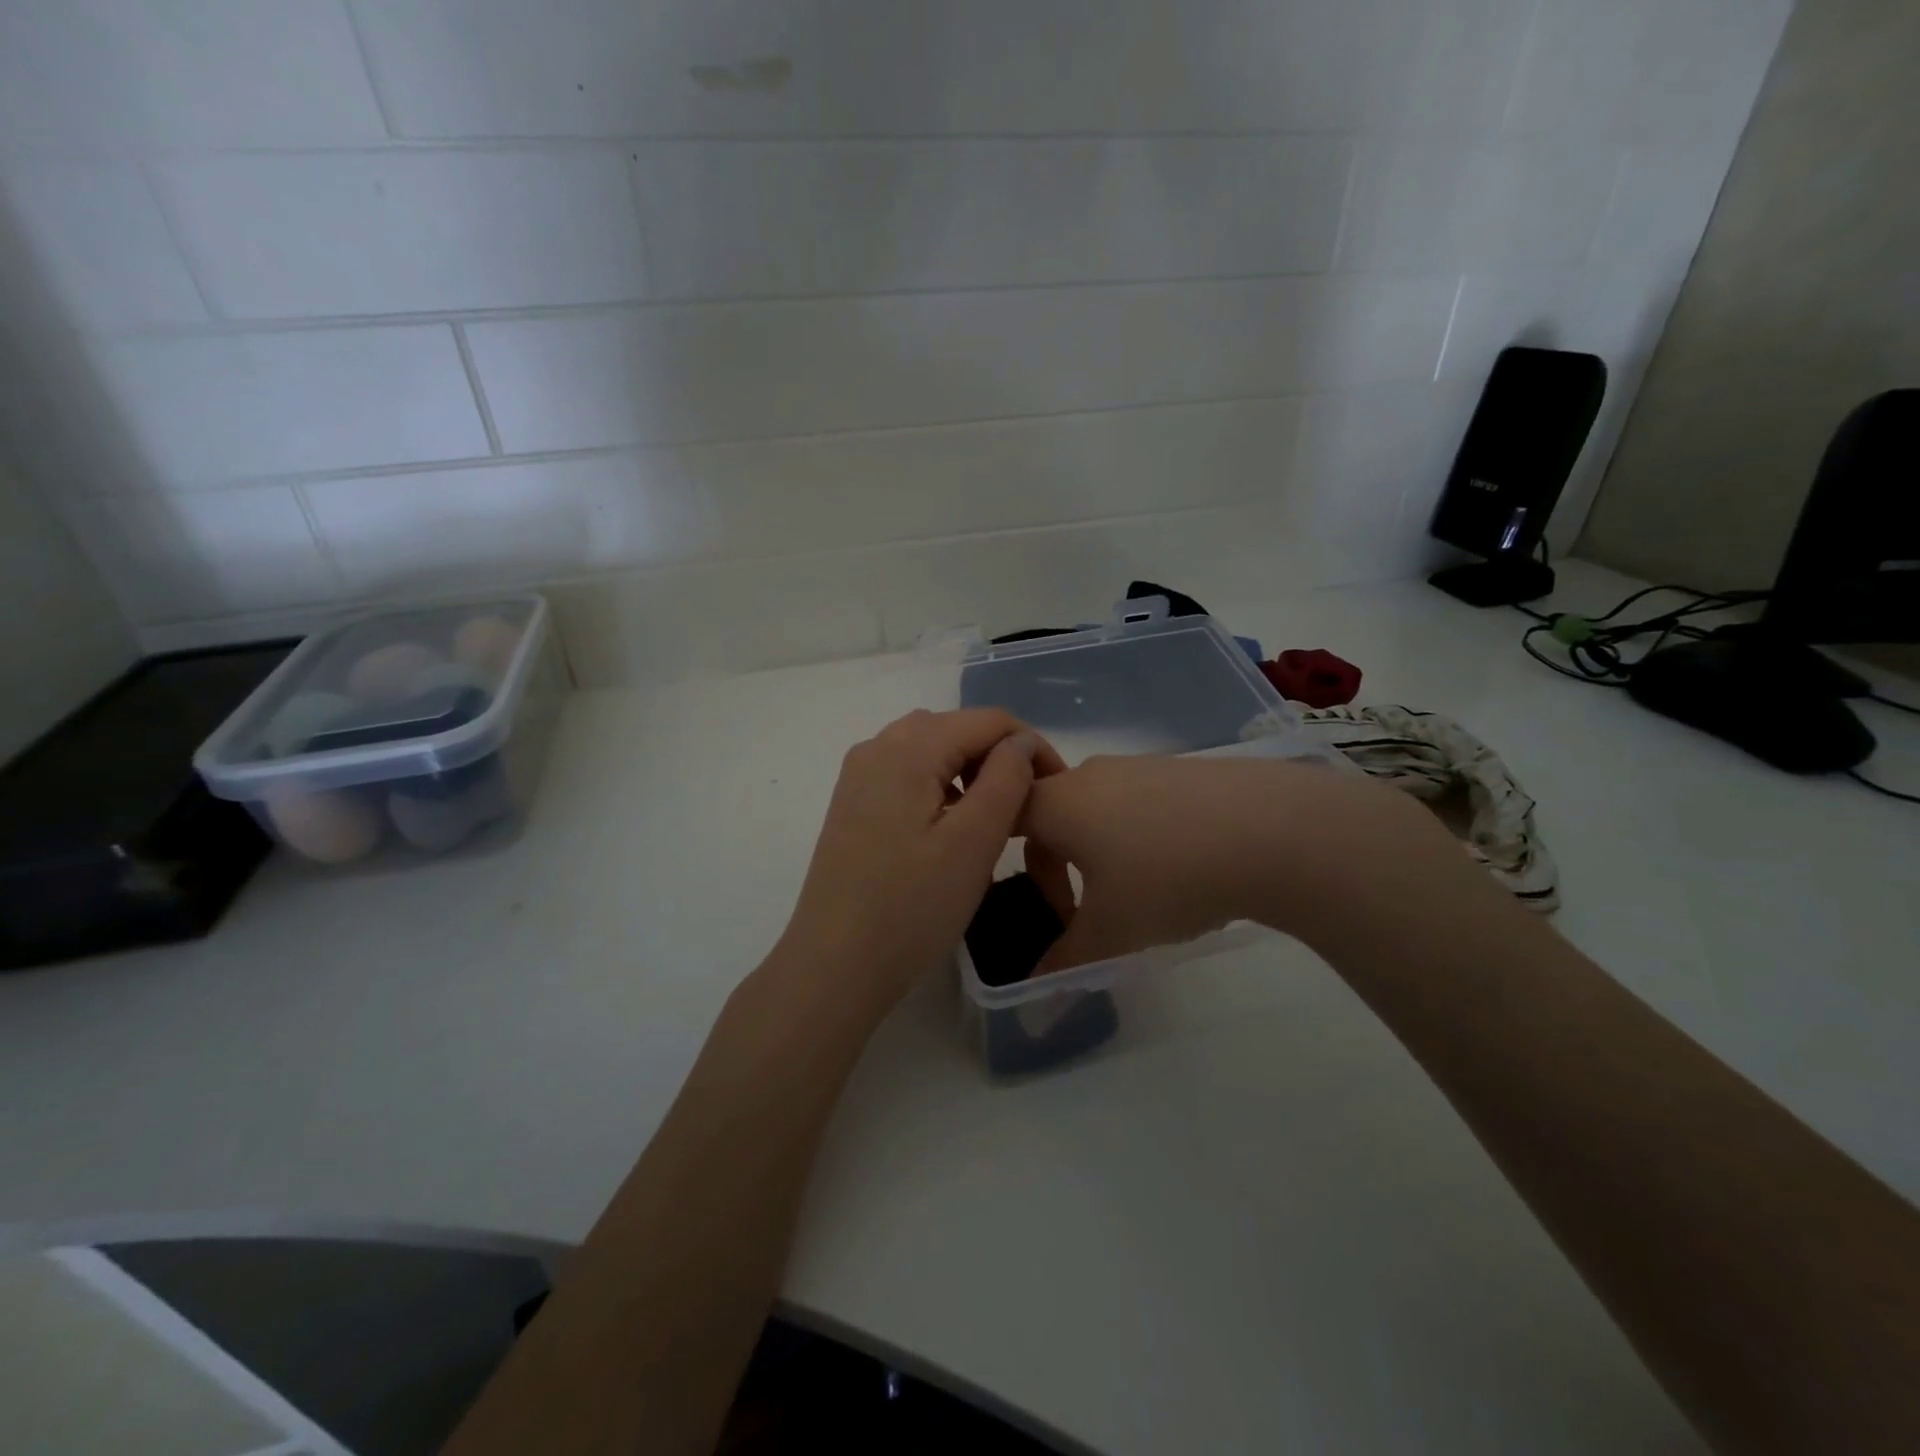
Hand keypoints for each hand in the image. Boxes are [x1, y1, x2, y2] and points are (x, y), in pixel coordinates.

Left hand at [774, 709, 1064, 1014]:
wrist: (834, 966)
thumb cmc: (911, 908)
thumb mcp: (973, 842)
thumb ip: (1006, 779)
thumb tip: (1018, 742)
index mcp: (908, 748)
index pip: (988, 720)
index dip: (1031, 746)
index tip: (1056, 790)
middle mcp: (877, 747)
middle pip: (956, 728)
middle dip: (1000, 757)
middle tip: (1028, 807)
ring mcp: (859, 776)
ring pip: (931, 749)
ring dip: (970, 771)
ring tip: (995, 818)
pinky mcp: (852, 804)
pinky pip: (907, 774)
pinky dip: (940, 786)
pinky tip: (951, 827)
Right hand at [1020, 754, 1470, 971]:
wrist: (1272, 829)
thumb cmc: (1168, 878)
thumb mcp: (1112, 932)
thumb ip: (1065, 964)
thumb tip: (1035, 999)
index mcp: (1058, 803)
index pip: (1007, 820)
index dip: (1015, 866)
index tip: (1053, 911)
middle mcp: (1090, 774)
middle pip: (1052, 814)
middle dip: (1059, 864)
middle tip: (1087, 909)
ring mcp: (1139, 765)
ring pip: (1097, 808)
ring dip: (1101, 850)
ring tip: (1141, 891)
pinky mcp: (1181, 768)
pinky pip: (1138, 801)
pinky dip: (1140, 833)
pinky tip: (1183, 866)